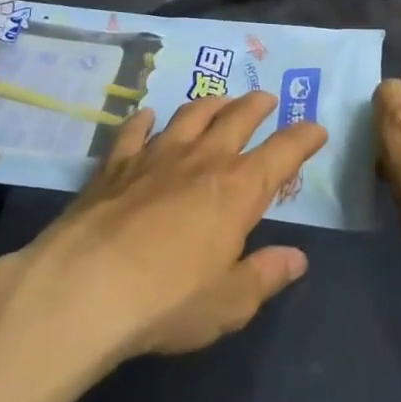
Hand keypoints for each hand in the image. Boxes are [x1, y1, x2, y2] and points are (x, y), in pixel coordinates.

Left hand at [1, 93, 326, 368]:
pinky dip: (144, 120)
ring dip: (210, 104)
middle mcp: (201, 160)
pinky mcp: (115, 165)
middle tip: (267, 98)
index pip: (282, 153)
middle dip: (257, 106)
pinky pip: (134, 131)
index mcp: (237, 190)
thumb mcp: (228, 303)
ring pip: (190, 116)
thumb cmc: (166, 300)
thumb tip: (297, 257)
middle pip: (237, 119)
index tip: (317, 128)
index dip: (303, 138)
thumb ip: (264, 276)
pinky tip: (146, 115)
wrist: (84, 288)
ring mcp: (155, 156)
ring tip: (220, 100)